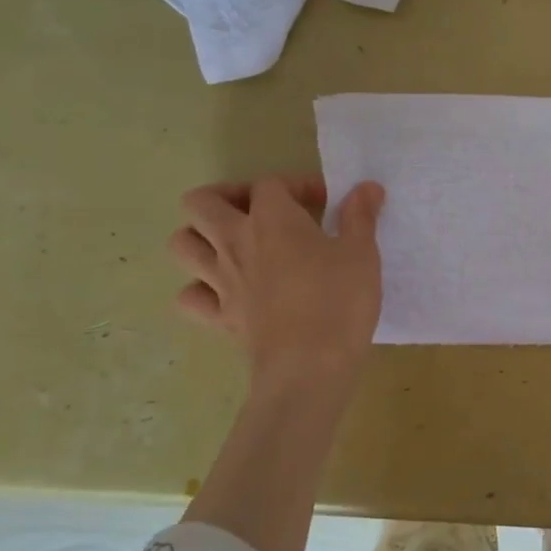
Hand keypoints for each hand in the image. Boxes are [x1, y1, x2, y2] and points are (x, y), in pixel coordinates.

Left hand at [169, 175, 385, 395]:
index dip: (296, 185)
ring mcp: (220, 281)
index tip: (325, 202)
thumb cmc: (340, 301)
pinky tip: (227, 291)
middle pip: (201, 202)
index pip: (269, 184)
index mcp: (272, 219)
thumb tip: (367, 187)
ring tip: (235, 244)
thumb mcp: (362, 253)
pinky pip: (190, 296)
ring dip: (201, 236)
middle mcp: (235, 242)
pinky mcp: (218, 317)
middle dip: (226, 197)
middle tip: (260, 211)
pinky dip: (201, 289)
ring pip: (182, 244)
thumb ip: (360, 216)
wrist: (310, 367)